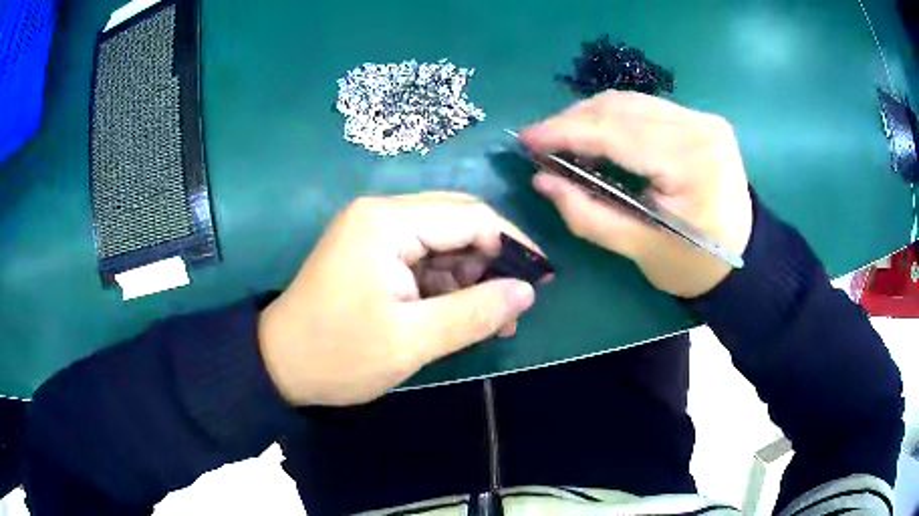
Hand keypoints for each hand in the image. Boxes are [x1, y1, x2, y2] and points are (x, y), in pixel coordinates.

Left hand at [258, 193, 542, 405]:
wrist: (279, 365)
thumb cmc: (339, 355)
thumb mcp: (412, 341)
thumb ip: (475, 313)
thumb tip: (527, 292)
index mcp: (387, 223)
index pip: (469, 218)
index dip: (512, 245)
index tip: (542, 279)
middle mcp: (382, 214)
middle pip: (458, 222)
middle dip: (493, 260)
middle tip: (518, 302)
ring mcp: (375, 232)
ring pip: (444, 241)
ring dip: (473, 275)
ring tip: (495, 318)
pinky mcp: (373, 252)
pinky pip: (424, 258)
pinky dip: (448, 283)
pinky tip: (465, 312)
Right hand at [520, 91, 752, 297]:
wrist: (742, 257)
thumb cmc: (694, 265)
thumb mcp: (639, 249)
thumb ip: (587, 214)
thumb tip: (541, 181)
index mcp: (691, 162)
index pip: (617, 133)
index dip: (565, 132)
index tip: (526, 139)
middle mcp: (699, 127)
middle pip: (622, 109)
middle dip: (573, 121)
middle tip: (540, 142)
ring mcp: (702, 118)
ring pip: (631, 102)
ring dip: (590, 116)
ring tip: (562, 139)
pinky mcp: (700, 120)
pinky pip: (645, 108)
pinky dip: (614, 118)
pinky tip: (596, 135)